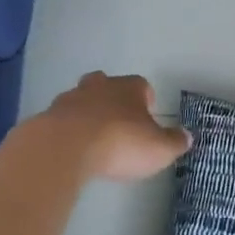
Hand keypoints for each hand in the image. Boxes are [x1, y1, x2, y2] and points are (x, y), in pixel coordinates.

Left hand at [43, 73, 190, 181]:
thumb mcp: (158, 149)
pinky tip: (71, 149)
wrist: (65, 148)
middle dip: (112, 99)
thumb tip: (187, 136)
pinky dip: (67, 131)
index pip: (141, 85)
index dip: (145, 99)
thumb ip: (175, 142)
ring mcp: (69, 99)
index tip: (147, 116)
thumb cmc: (120, 142)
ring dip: (87, 114)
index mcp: (129, 87)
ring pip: (81, 100)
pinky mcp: (47, 117)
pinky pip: (61, 120)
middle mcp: (99, 86)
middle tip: (118, 122)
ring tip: (93, 139)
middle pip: (106, 85)